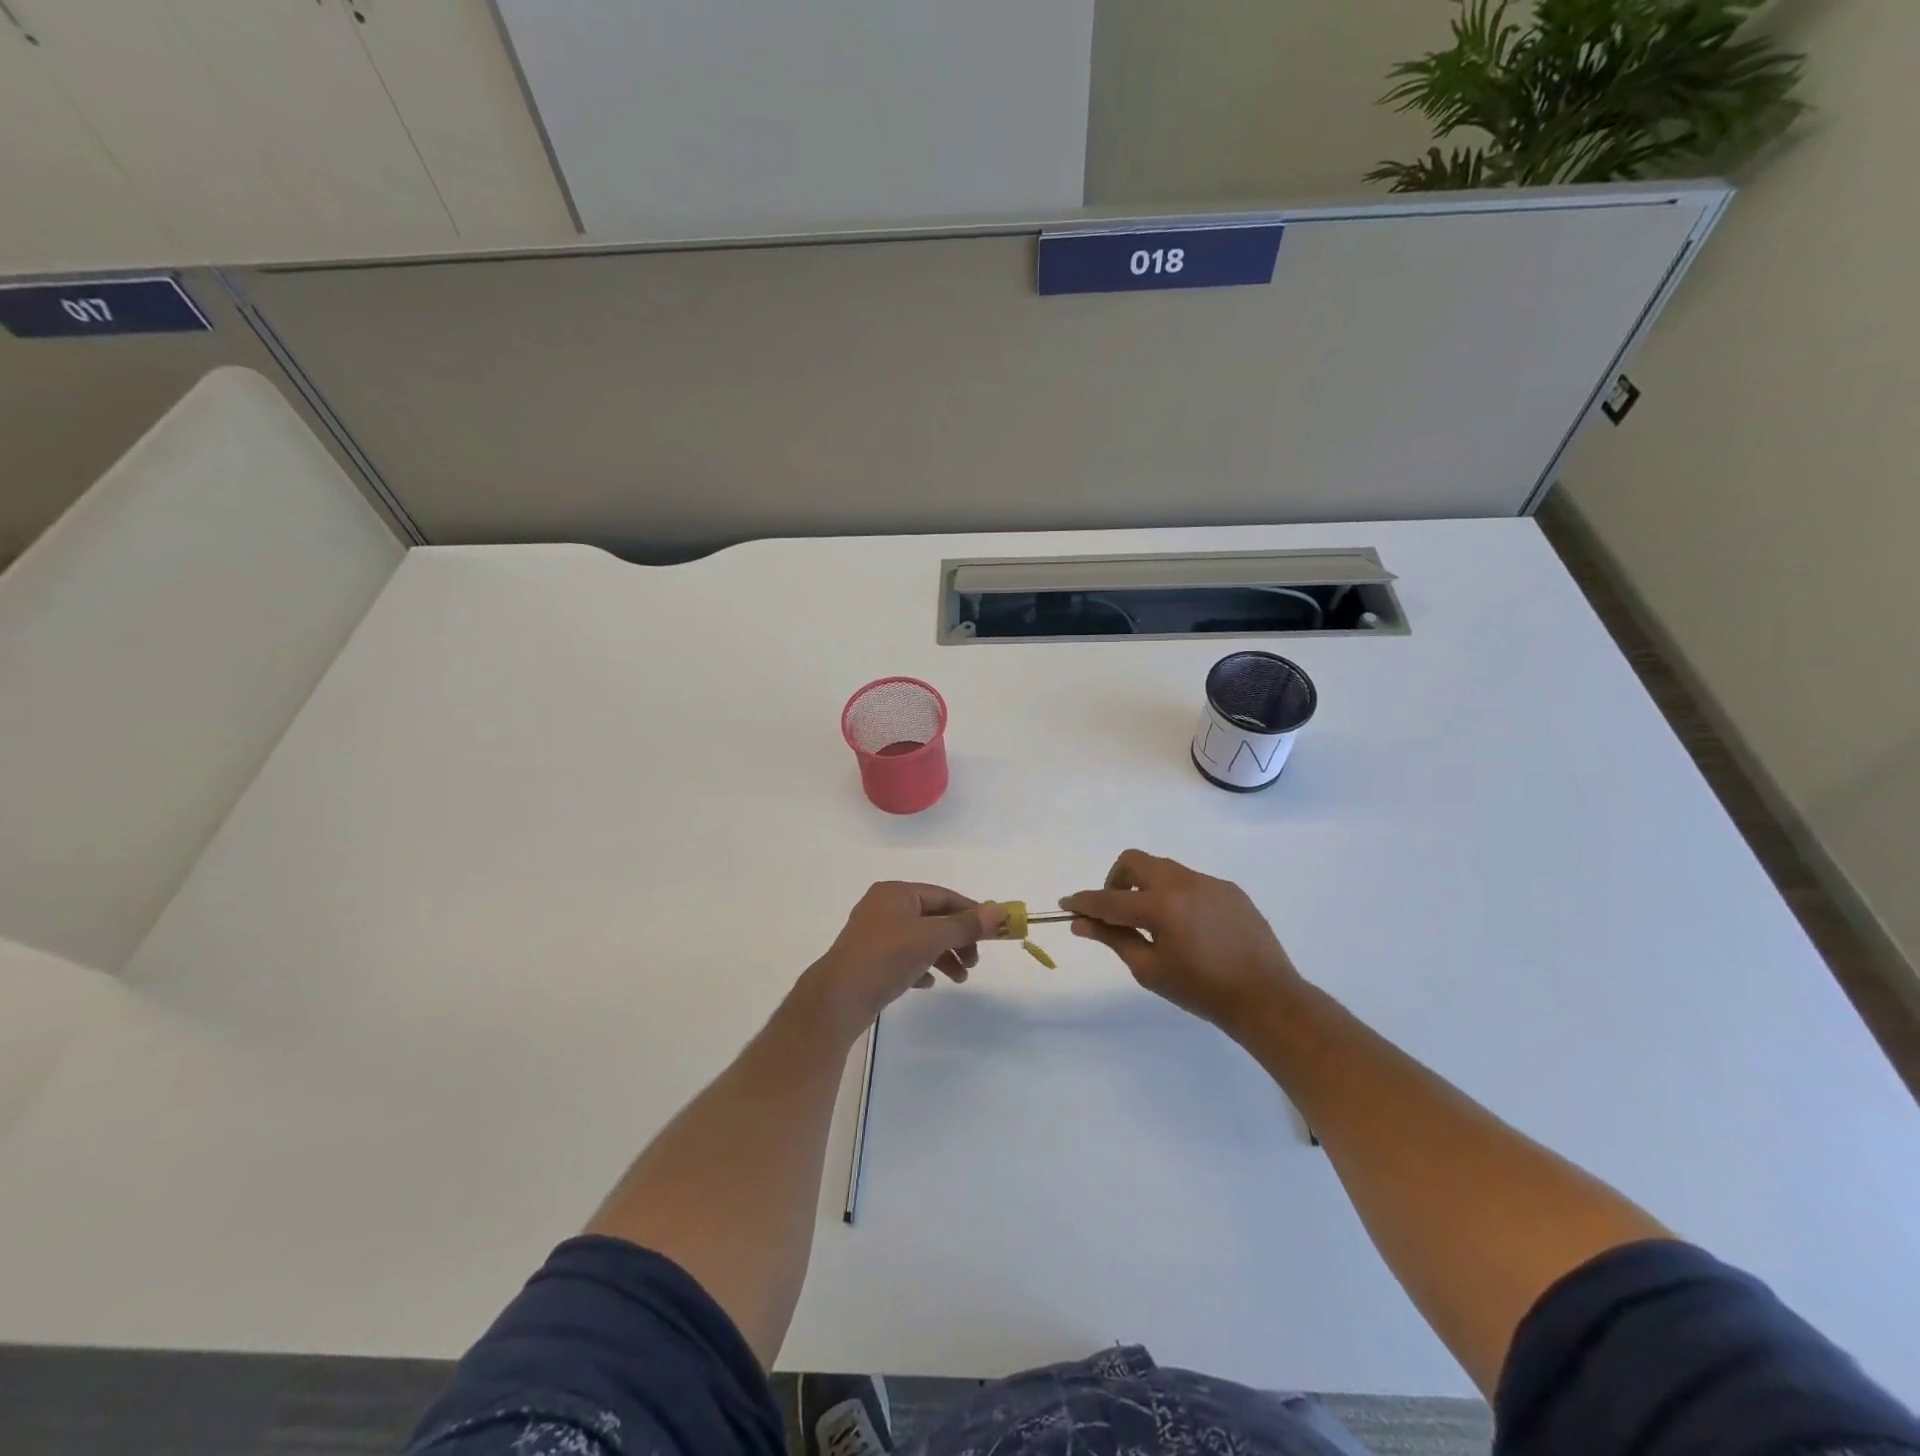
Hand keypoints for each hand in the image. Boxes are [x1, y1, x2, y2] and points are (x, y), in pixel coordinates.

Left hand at [796, 882, 1005, 1040]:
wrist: (838, 1000)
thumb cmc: (885, 958)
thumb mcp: (930, 938)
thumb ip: (966, 925)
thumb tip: (1002, 911)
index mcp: (896, 893)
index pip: (944, 896)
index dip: (971, 913)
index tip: (994, 933)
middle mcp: (885, 908)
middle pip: (934, 918)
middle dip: (958, 939)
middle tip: (974, 962)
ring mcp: (876, 935)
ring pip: (921, 940)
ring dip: (944, 956)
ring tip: (959, 979)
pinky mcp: (872, 961)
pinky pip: (905, 958)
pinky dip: (922, 967)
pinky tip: (929, 984)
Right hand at [1060, 850, 1303, 1033]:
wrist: (1266, 998)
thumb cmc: (1201, 990)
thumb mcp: (1149, 969)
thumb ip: (1113, 938)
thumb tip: (1081, 922)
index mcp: (1161, 906)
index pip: (1109, 899)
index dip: (1084, 901)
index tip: (1066, 903)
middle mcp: (1183, 883)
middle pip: (1134, 861)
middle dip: (1116, 881)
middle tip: (1116, 911)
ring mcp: (1209, 882)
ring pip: (1163, 869)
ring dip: (1146, 886)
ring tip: (1154, 922)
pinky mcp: (1229, 889)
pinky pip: (1190, 881)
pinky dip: (1175, 895)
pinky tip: (1188, 927)